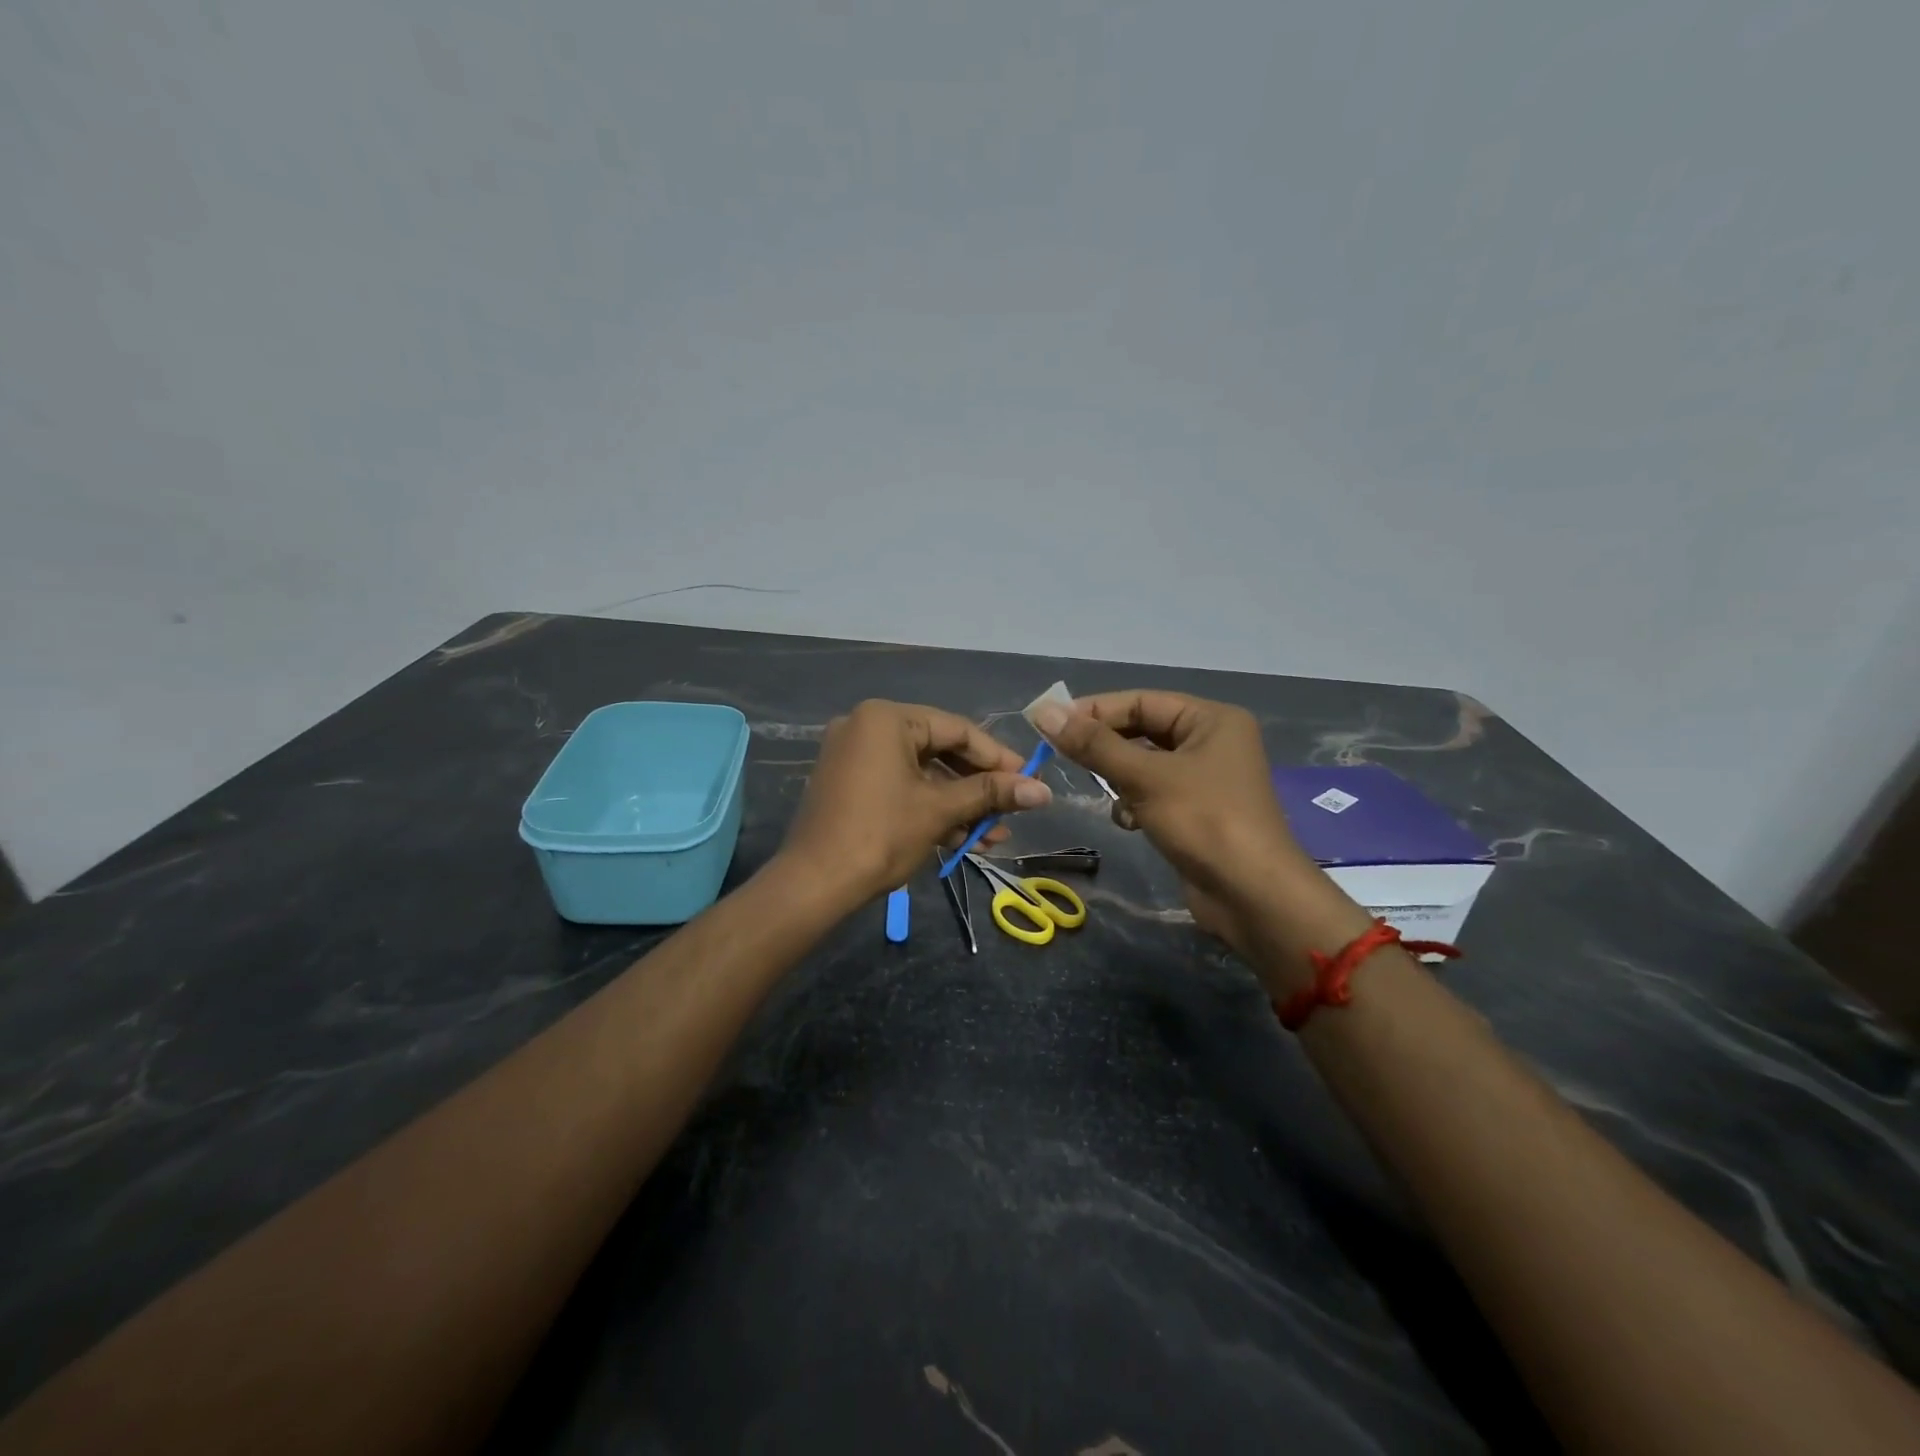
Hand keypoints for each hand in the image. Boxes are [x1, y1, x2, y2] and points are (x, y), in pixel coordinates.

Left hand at [779, 700, 1051, 906]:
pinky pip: (900, 788)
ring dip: (959, 806)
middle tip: (1013, 809)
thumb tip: (1044, 790)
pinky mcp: (850, 786)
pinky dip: (930, 810)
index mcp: (886, 719)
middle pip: (940, 752)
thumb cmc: (881, 834)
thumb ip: (991, 794)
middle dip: (978, 788)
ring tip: (994, 837)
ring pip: (922, 776)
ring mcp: (855, 758)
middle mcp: (867, 728)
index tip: (1029, 779)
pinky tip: (964, 840)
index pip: (956, 729)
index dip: (997, 757)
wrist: (814, 884)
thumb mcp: (940, 810)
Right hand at [1033, 690, 1339, 964]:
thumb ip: (1094, 745)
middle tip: (1062, 754)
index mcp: (1211, 720)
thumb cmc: (1204, 821)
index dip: (1095, 710)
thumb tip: (1044, 712)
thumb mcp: (1145, 778)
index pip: (1141, 701)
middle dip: (1106, 747)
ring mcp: (1205, 779)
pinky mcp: (1196, 812)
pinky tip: (1129, 822)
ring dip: (1120, 779)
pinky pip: (1153, 793)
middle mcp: (1211, 742)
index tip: (1050, 723)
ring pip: (1144, 765)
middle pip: (1143, 731)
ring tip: (1108, 794)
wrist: (1252, 896)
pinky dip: (1135, 803)